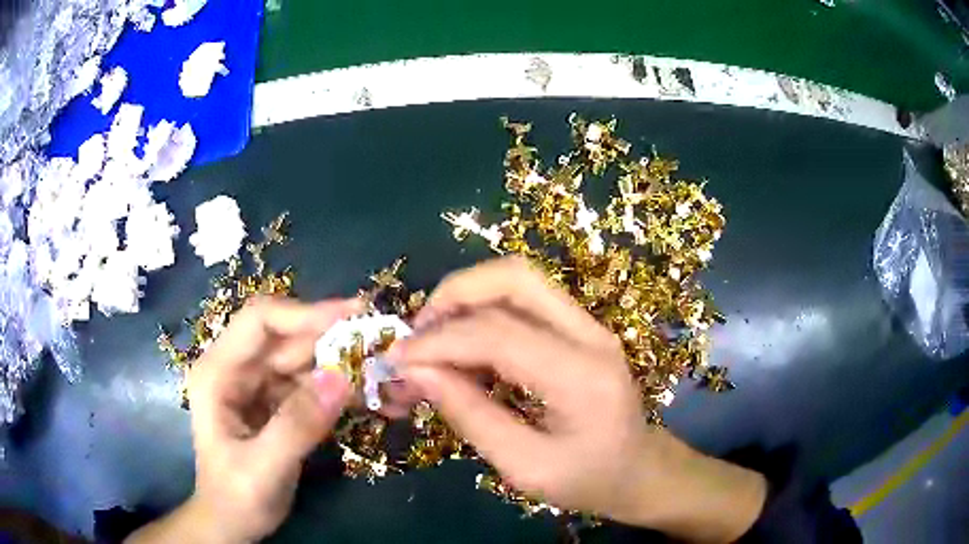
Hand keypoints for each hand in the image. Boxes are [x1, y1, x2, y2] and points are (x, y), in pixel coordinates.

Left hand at [128, 297, 358, 543]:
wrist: (233, 524)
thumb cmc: (236, 498)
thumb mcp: (263, 468)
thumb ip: (298, 425)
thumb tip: (342, 377)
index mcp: (218, 373)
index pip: (260, 322)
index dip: (305, 313)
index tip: (352, 317)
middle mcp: (236, 369)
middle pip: (286, 338)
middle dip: (331, 338)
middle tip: (379, 344)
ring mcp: (256, 386)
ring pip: (302, 359)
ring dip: (339, 364)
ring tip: (380, 372)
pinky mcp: (274, 403)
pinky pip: (309, 385)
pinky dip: (336, 388)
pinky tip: (365, 395)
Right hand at [391, 258, 765, 542]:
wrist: (641, 470)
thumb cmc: (589, 480)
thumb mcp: (525, 467)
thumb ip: (471, 417)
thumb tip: (418, 373)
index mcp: (581, 375)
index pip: (496, 333)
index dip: (437, 342)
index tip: (396, 361)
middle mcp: (590, 334)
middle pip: (514, 277)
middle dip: (453, 295)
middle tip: (416, 333)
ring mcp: (589, 326)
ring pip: (518, 280)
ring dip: (466, 298)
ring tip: (432, 338)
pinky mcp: (580, 329)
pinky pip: (524, 302)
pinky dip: (482, 313)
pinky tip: (462, 348)